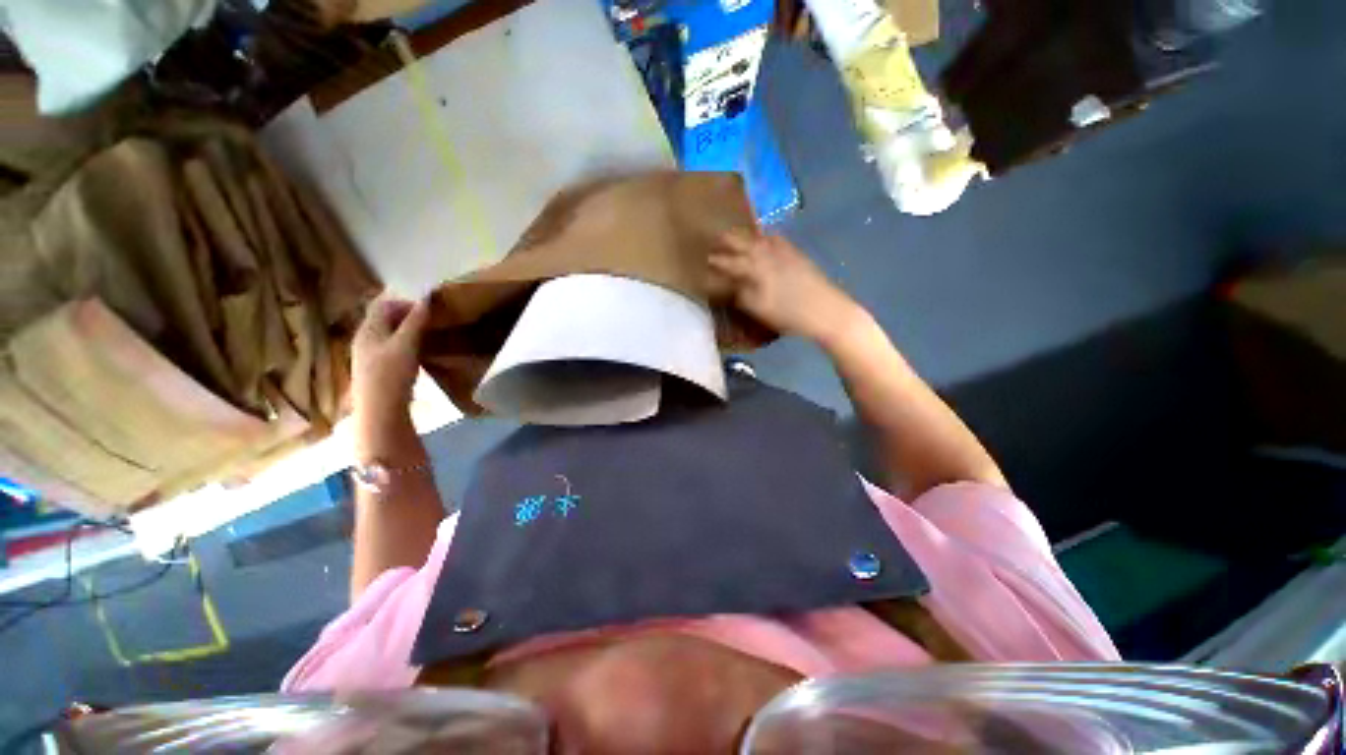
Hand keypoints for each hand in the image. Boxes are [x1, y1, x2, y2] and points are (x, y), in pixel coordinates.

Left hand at [351, 295, 429, 443]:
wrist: (379, 413)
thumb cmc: (391, 376)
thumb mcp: (406, 346)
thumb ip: (416, 322)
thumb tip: (427, 298)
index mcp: (368, 330)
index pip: (383, 304)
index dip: (405, 302)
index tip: (429, 310)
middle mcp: (365, 339)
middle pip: (384, 318)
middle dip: (407, 315)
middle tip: (432, 321)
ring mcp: (369, 355)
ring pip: (389, 333)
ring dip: (408, 330)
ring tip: (429, 335)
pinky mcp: (377, 369)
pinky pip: (391, 347)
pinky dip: (406, 343)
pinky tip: (419, 353)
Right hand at [710, 232, 861, 342]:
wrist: (826, 311)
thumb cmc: (787, 314)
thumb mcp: (757, 308)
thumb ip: (738, 293)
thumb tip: (725, 284)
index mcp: (753, 266)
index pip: (726, 261)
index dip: (714, 262)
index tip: (702, 262)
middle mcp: (765, 252)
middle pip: (740, 241)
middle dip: (725, 242)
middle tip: (713, 243)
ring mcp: (782, 250)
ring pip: (756, 237)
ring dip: (742, 236)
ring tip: (733, 238)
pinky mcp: (795, 252)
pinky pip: (775, 238)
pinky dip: (764, 237)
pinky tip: (763, 239)